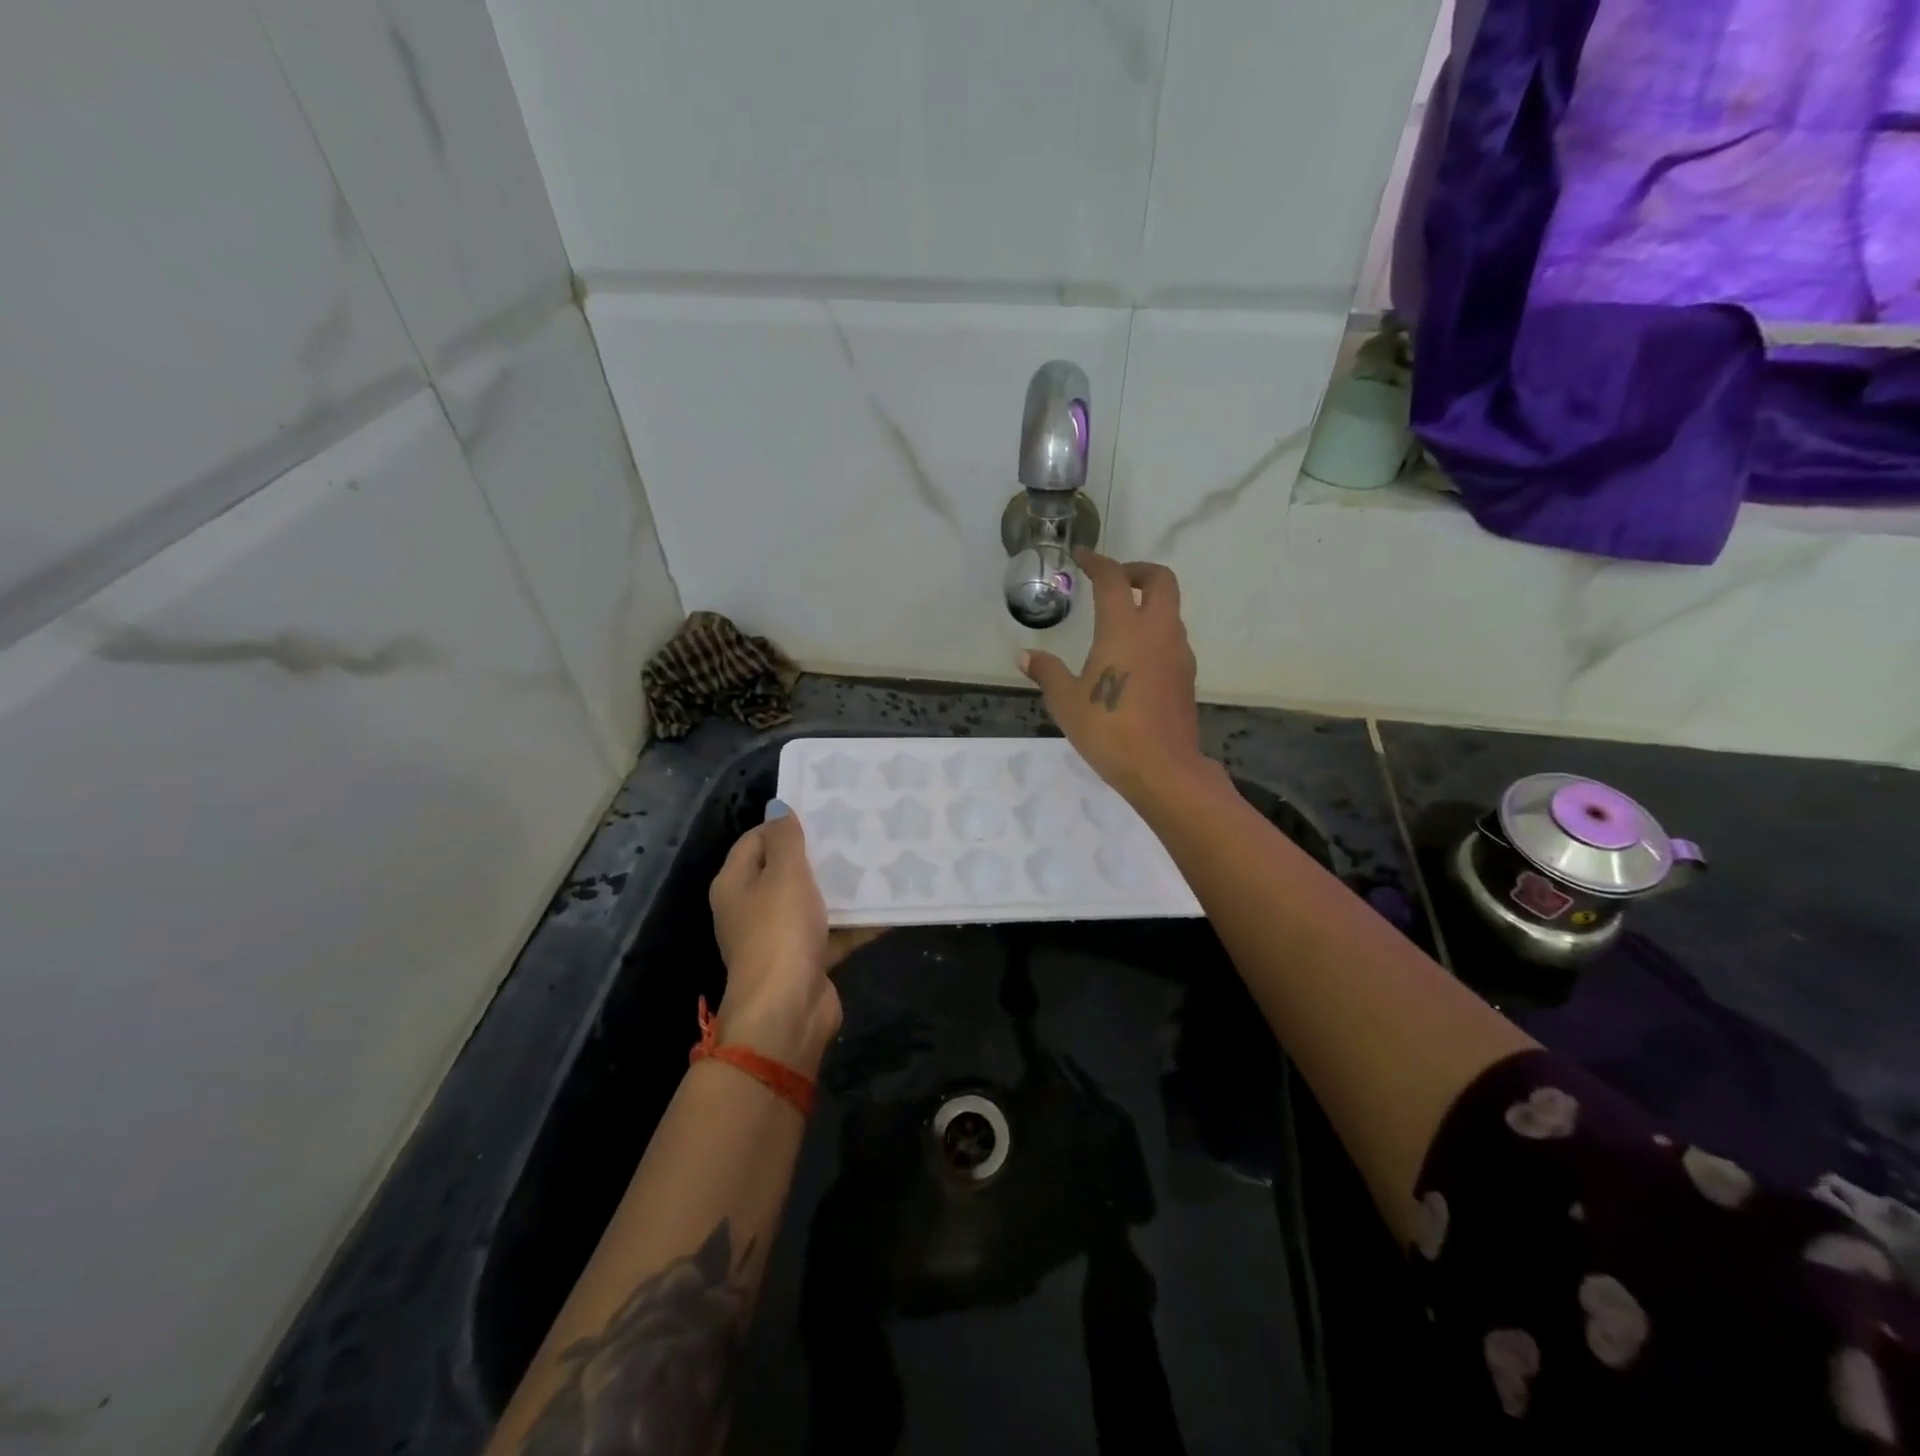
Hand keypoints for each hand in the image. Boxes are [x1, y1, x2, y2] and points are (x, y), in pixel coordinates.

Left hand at [708, 810, 882, 1071]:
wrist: (788, 1010)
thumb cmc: (779, 931)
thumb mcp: (784, 874)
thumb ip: (785, 839)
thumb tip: (779, 808)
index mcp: (736, 884)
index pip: (755, 840)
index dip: (784, 824)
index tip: (822, 811)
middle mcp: (753, 908)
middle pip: (785, 871)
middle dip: (818, 854)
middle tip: (854, 831)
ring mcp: (780, 936)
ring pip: (813, 901)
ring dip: (841, 887)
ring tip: (877, 860)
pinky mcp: (807, 959)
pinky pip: (834, 931)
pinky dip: (857, 921)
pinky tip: (889, 903)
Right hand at [1019, 550, 1210, 804]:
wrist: (1162, 768)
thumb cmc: (1108, 730)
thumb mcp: (1066, 702)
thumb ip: (1047, 672)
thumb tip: (1025, 655)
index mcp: (1124, 629)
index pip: (1113, 579)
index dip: (1097, 562)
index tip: (1082, 557)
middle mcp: (1157, 631)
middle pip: (1160, 580)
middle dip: (1137, 571)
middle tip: (1113, 581)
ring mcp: (1178, 653)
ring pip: (1170, 610)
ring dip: (1148, 603)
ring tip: (1119, 622)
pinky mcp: (1186, 675)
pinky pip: (1172, 638)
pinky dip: (1155, 631)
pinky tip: (1133, 658)